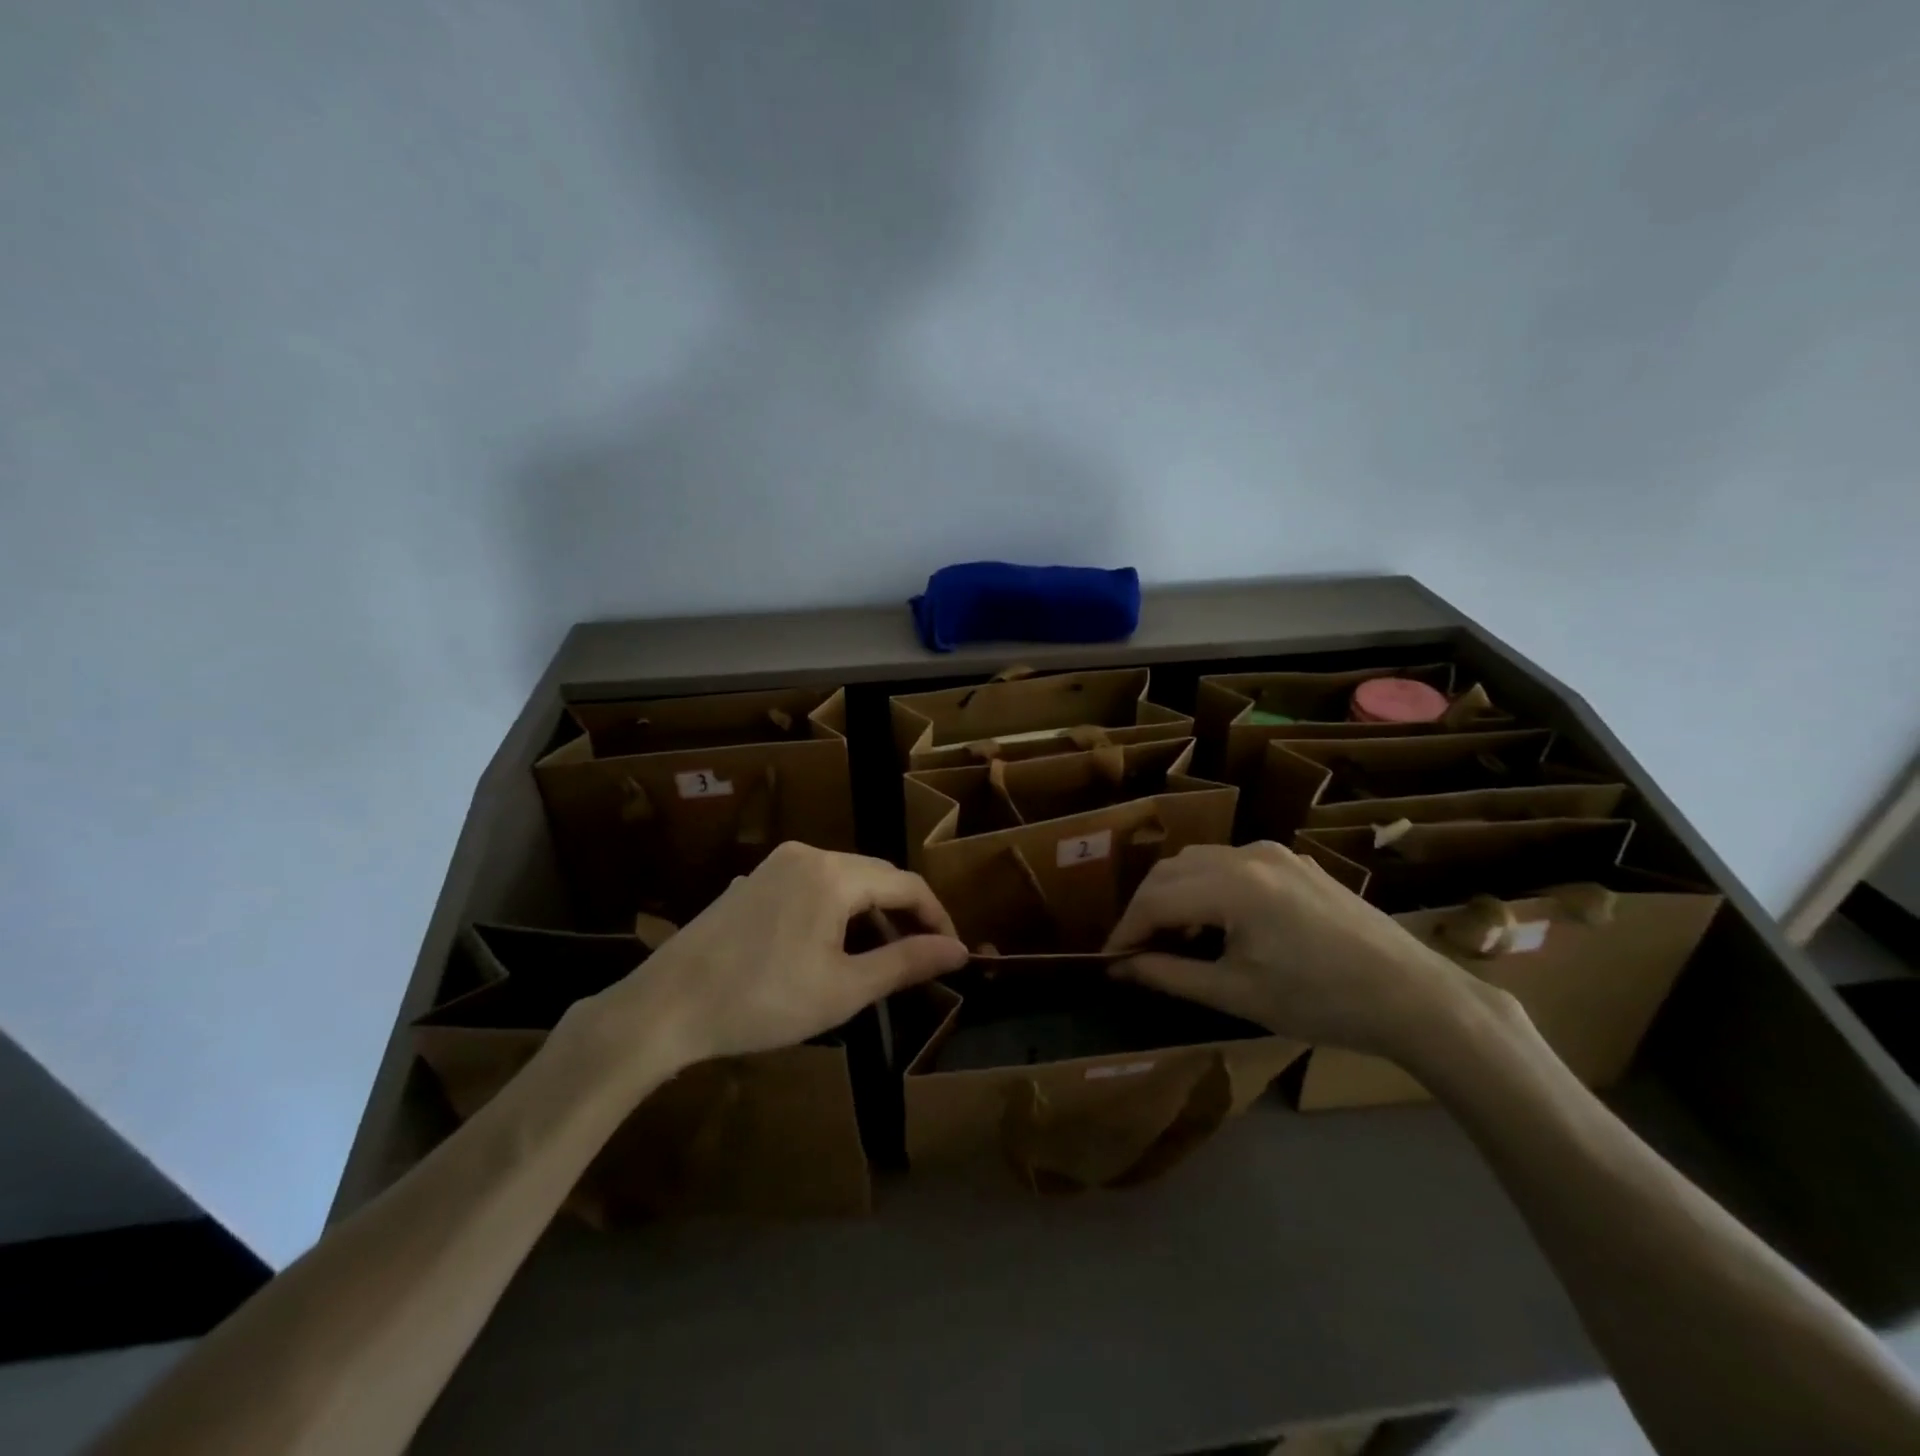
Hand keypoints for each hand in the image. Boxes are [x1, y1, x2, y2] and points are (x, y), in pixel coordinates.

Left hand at [575, 843, 968, 1078]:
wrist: (666, 1008)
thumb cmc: (763, 1001)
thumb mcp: (844, 990)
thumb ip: (906, 963)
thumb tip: (959, 951)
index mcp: (834, 874)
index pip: (907, 884)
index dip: (937, 916)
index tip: (952, 953)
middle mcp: (807, 854)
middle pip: (875, 875)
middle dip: (904, 913)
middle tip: (919, 957)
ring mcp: (775, 864)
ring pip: (843, 879)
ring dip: (870, 912)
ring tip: (878, 957)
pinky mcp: (752, 881)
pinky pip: (812, 885)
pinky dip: (835, 910)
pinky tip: (828, 947)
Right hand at [1103, 841, 1490, 1060]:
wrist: (1414, 997)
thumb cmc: (1322, 1001)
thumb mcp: (1238, 994)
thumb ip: (1170, 975)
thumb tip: (1119, 968)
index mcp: (1233, 885)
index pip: (1155, 899)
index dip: (1125, 930)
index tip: (1108, 960)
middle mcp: (1248, 853)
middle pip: (1170, 871)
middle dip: (1145, 909)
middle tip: (1136, 952)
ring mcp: (1274, 852)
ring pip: (1198, 861)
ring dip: (1174, 894)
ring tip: (1175, 940)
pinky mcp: (1294, 861)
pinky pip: (1231, 863)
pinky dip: (1207, 887)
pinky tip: (1218, 923)